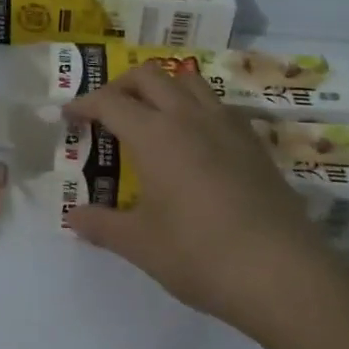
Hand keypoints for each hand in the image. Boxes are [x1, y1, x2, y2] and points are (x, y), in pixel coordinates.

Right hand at [64, 63, 343, 344]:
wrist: (281, 272)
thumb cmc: (199, 255)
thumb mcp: (140, 244)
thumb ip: (101, 225)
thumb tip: (73, 217)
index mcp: (155, 135)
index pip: (110, 102)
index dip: (83, 104)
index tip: (67, 116)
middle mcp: (190, 117)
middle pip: (149, 76)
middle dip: (120, 85)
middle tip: (105, 112)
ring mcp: (228, 126)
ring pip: (189, 81)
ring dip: (162, 88)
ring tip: (149, 117)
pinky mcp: (255, 143)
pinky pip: (218, 106)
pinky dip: (195, 107)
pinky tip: (194, 142)